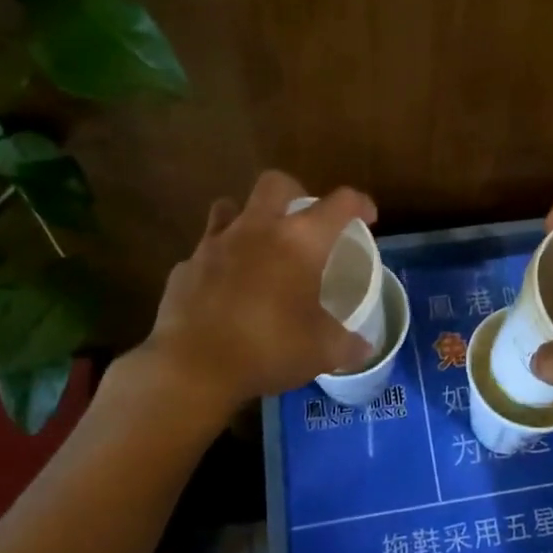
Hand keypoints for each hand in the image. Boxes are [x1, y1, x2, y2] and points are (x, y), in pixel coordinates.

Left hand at [138, 170, 376, 414]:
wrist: (192, 368)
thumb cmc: (269, 348)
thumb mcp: (322, 351)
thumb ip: (347, 345)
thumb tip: (364, 349)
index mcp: (300, 241)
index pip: (339, 204)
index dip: (359, 204)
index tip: (367, 217)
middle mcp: (257, 229)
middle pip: (276, 183)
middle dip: (295, 192)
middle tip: (304, 220)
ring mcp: (215, 244)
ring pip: (229, 206)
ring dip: (247, 217)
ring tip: (258, 244)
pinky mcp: (185, 268)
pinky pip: (204, 252)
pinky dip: (218, 262)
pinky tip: (223, 289)